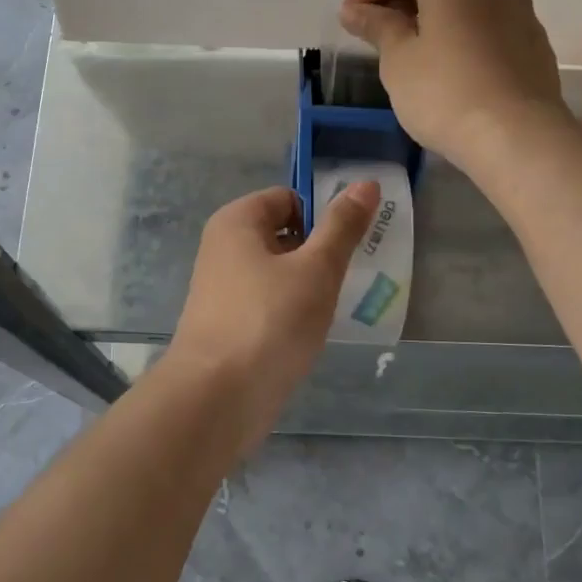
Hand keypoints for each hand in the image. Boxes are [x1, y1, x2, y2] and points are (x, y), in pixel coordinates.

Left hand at [170, 183, 378, 449]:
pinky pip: (269, 303)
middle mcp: (224, 248)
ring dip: (309, 285)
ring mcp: (223, 289)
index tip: (354, 243)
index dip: (323, 215)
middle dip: (319, 252)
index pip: (289, 198)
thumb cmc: (269, 321)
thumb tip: (366, 183)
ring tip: (337, 305)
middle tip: (351, 275)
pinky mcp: (229, 324)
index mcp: (237, 221)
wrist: (216, 399)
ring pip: (279, 272)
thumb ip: (342, 226)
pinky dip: (292, 312)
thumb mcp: (316, 269)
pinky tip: (312, 332)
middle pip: (284, 234)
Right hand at [340, 0, 566, 172]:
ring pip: (464, 2)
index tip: (351, 20)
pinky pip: (487, 26)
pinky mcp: (534, 42)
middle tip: (374, 37)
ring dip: (431, 19)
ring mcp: (520, 9)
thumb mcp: (397, 58)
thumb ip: (376, 26)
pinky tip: (446, 71)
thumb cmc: (444, 90)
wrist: (516, 137)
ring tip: (408, 55)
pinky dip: (459, 36)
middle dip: (400, 2)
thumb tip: (355, 11)